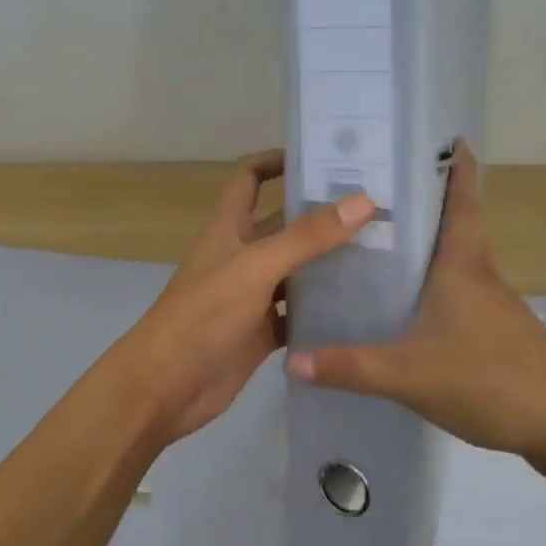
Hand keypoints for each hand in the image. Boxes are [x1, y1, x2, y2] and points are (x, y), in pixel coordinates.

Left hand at [112, 149, 374, 444]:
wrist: (165, 387)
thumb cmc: (203, 315)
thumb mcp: (256, 267)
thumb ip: (308, 237)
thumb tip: (363, 201)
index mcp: (229, 228)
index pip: (250, 178)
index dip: (277, 162)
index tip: (322, 158)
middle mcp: (242, 255)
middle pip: (284, 225)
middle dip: (321, 215)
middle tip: (376, 209)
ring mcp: (252, 295)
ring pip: (296, 270)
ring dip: (328, 263)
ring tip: (381, 253)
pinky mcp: (262, 331)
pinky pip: (297, 313)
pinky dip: (322, 309)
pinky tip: (359, 306)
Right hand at [285, 142, 545, 459]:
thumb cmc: (489, 379)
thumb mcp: (408, 374)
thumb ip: (350, 367)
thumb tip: (291, 359)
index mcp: (463, 265)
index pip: (461, 200)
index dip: (456, 166)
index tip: (447, 136)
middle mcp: (482, 275)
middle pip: (456, 225)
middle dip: (427, 203)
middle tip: (382, 191)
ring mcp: (497, 305)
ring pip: (458, 262)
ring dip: (431, 246)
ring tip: (384, 243)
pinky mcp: (502, 334)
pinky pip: (462, 294)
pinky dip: (438, 285)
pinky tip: (412, 308)